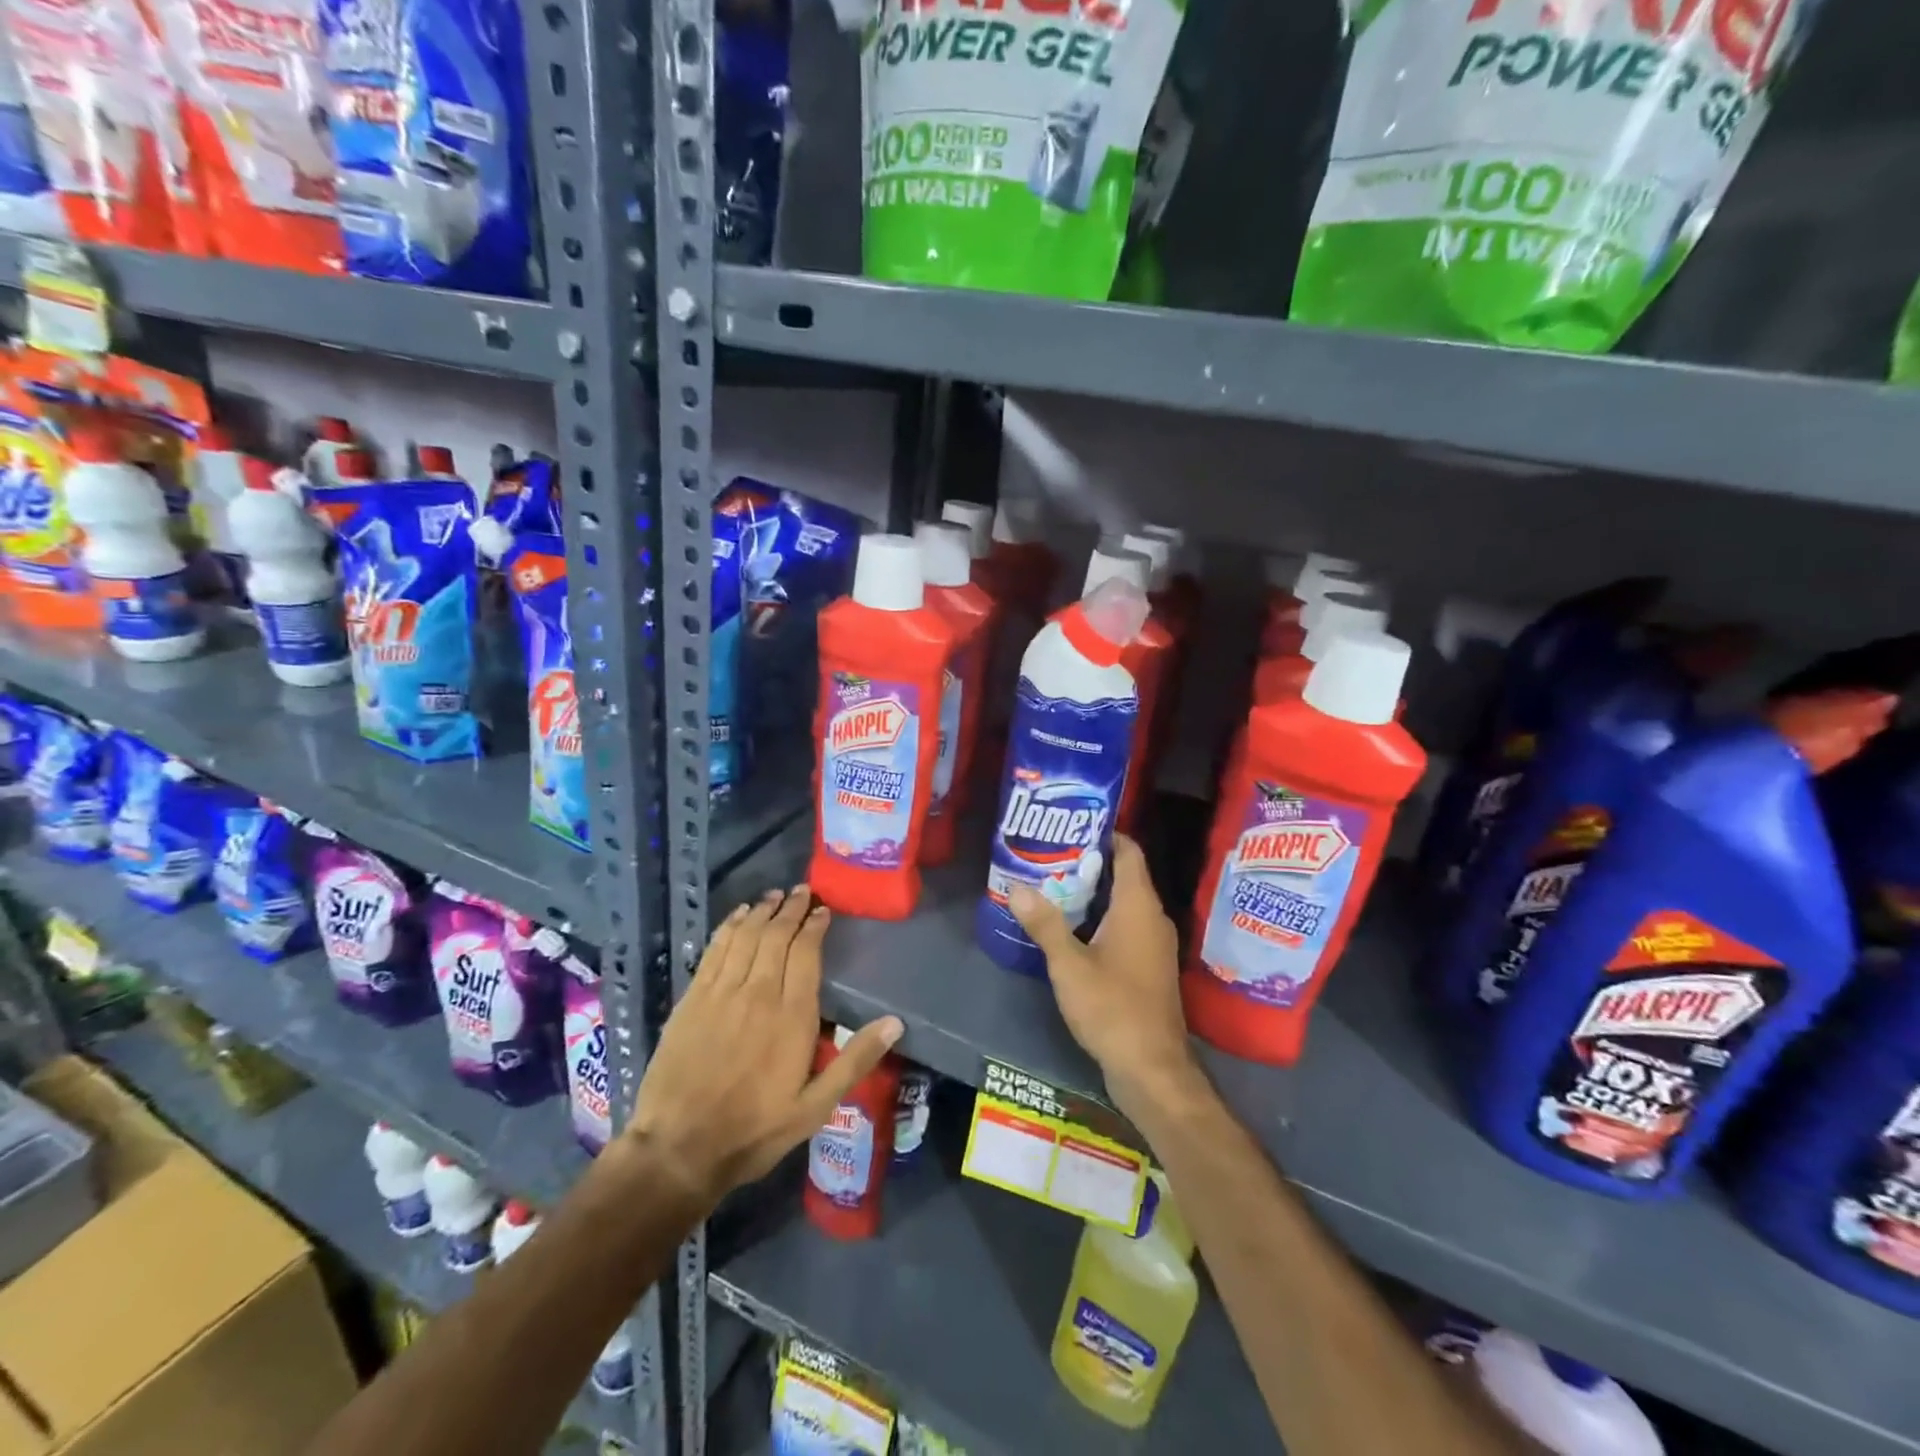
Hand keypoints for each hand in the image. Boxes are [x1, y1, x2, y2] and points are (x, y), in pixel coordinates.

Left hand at [629, 885, 902, 1206]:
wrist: (679, 1148)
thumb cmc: (755, 1130)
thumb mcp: (815, 1107)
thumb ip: (854, 1061)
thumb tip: (894, 1023)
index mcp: (792, 1015)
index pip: (806, 953)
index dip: (815, 925)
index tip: (823, 910)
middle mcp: (758, 992)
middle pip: (776, 935)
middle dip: (791, 909)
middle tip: (802, 891)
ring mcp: (721, 992)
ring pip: (746, 936)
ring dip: (762, 911)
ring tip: (774, 896)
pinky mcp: (692, 999)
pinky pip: (715, 949)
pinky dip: (729, 926)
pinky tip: (737, 915)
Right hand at [1009, 834, 1198, 1117]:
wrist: (1151, 1069)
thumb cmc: (1112, 1007)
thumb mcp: (1069, 965)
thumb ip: (1044, 924)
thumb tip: (1017, 886)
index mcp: (1139, 906)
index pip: (1129, 851)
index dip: (1105, 833)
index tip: (1071, 825)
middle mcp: (1152, 918)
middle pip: (1124, 875)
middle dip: (1088, 863)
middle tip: (1048, 855)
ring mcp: (1154, 944)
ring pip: (1123, 904)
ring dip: (1092, 894)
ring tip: (1051, 886)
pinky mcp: (1148, 967)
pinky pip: (1125, 927)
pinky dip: (1101, 919)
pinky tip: (1070, 928)